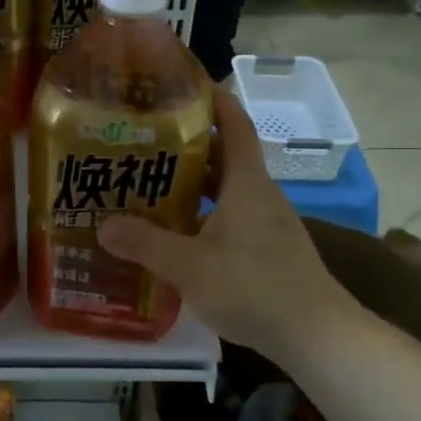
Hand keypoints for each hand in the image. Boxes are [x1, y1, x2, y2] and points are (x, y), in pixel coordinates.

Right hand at [97, 90, 357, 360]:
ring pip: (226, 189)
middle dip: (188, 143)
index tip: (182, 84)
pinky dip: (203, 214)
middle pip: (224, 155)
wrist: (316, 335)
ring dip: (193, 183)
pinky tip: (177, 233)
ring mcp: (267, 223)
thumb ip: (145, 244)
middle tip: (144, 139)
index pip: (234, 123)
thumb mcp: (190, 266)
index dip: (212, 99)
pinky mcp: (267, 249)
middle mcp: (259, 194)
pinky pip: (230, 217)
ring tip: (150, 183)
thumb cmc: (254, 287)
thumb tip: (103, 224)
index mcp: (247, 182)